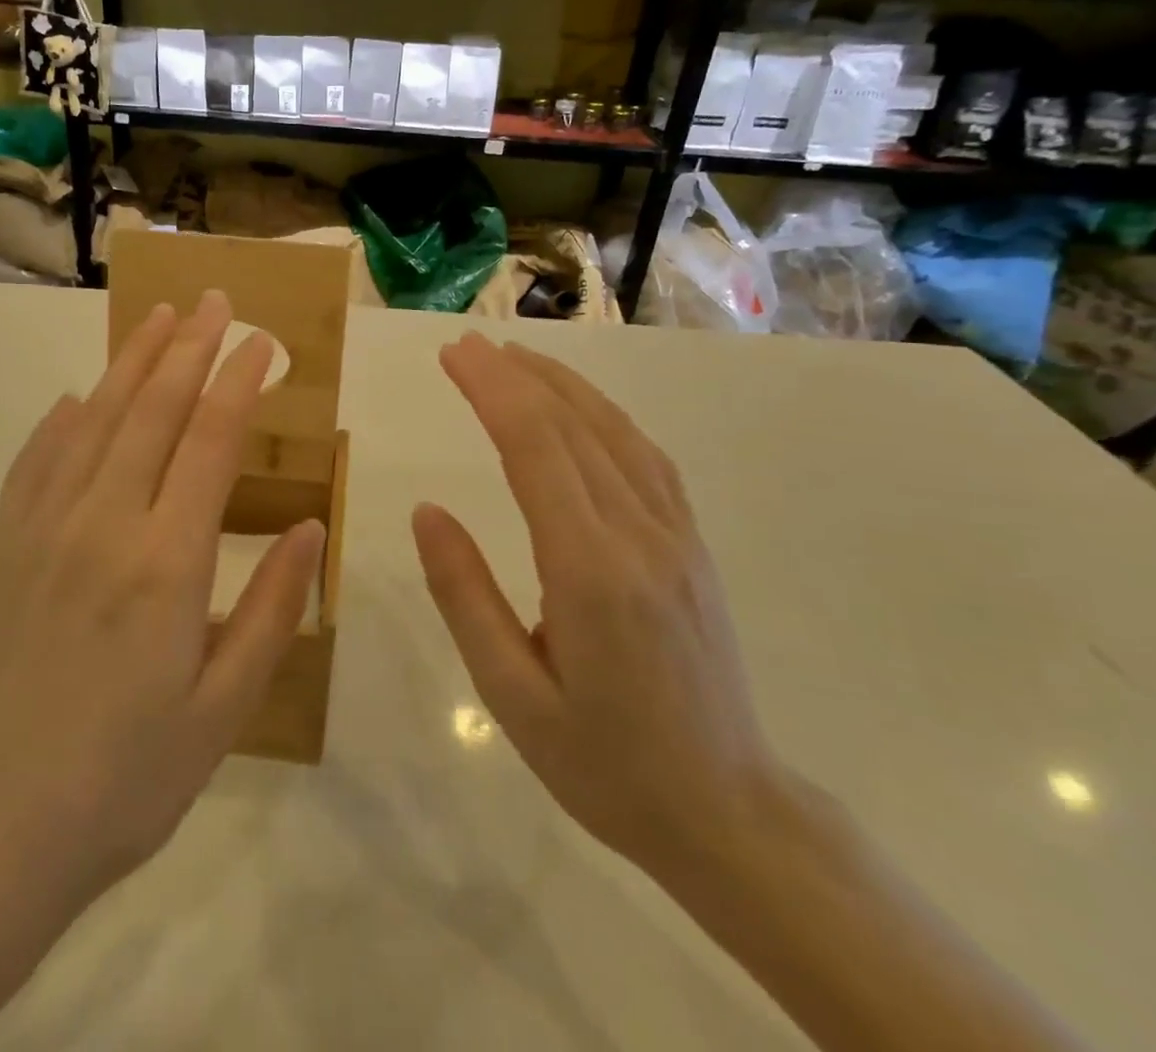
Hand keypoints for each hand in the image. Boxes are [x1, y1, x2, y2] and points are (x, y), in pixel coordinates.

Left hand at [0, 290, 326, 915]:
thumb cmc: (123, 780)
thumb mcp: (223, 709)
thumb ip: (271, 609)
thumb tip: (313, 528)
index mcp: (167, 562)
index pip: (212, 441)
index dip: (239, 381)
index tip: (260, 341)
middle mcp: (104, 525)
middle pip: (153, 410)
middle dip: (189, 347)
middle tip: (213, 300)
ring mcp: (42, 530)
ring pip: (94, 419)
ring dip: (130, 363)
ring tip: (157, 318)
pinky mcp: (1, 548)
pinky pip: (35, 461)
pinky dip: (61, 419)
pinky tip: (76, 396)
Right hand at [413, 334, 781, 874]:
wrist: (728, 812)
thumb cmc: (604, 763)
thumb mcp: (511, 694)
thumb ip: (465, 595)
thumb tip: (427, 510)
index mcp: (590, 572)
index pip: (535, 449)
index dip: (492, 390)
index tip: (452, 355)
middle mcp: (639, 536)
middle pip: (572, 426)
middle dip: (514, 375)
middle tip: (465, 343)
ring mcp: (676, 536)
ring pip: (615, 431)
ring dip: (561, 384)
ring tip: (514, 356)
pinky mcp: (692, 545)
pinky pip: (646, 458)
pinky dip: (605, 415)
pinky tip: (581, 408)